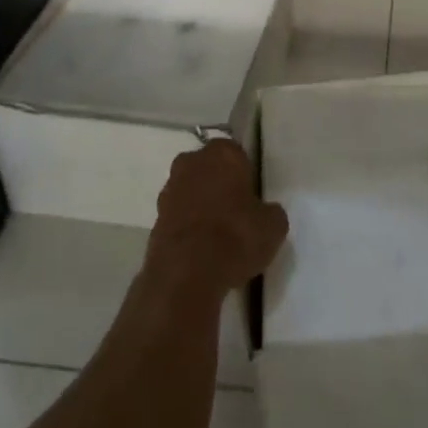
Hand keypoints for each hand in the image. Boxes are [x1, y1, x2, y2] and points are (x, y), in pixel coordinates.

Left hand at [146, 141, 287, 295]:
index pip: (237, 153)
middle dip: (219, 184)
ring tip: (218, 236)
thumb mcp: (273, 225)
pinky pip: (179, 216)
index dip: (245, 174)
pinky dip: (188, 227)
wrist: (186, 274)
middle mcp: (192, 162)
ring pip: (191, 191)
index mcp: (223, 153)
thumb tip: (264, 213)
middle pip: (209, 168)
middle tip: (236, 212)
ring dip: (201, 205)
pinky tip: (201, 250)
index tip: (252, 195)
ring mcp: (169, 190)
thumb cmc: (236, 236)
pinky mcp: (154, 219)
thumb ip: (270, 211)